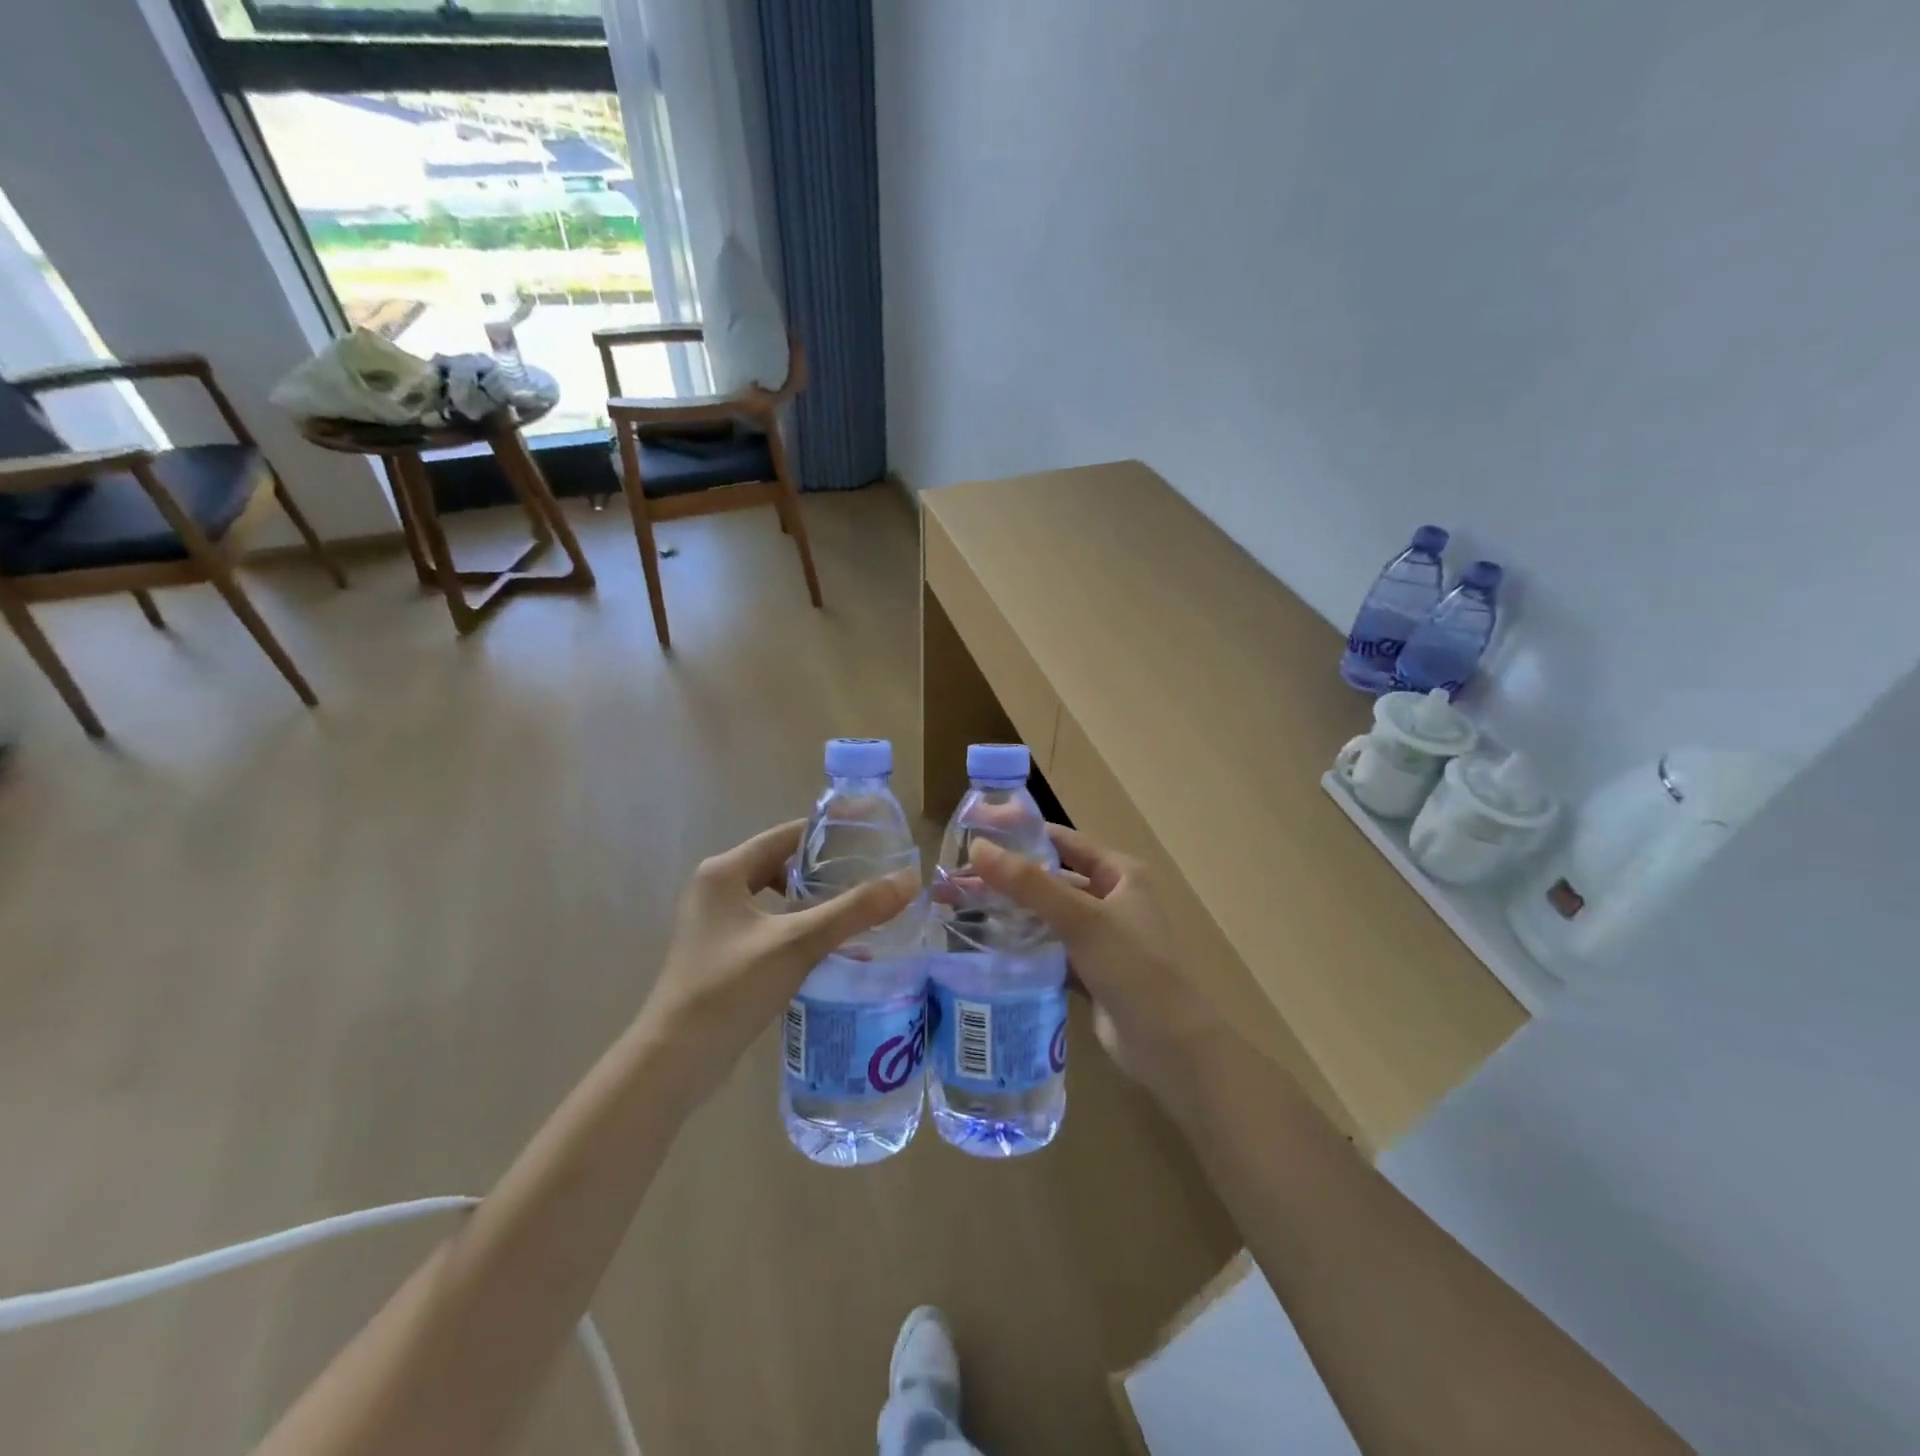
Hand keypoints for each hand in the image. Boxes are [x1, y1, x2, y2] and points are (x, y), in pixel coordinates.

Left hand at [636, 820, 916, 1090]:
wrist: (676, 1059)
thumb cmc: (730, 988)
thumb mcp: (796, 943)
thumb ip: (853, 910)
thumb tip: (908, 881)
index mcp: (725, 871)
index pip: (787, 835)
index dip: (830, 833)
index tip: (872, 836)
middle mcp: (716, 888)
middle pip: (782, 863)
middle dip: (825, 868)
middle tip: (870, 874)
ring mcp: (715, 922)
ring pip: (775, 895)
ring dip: (812, 899)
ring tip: (854, 907)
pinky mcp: (721, 951)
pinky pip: (768, 923)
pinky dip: (797, 924)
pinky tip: (825, 943)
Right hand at [970, 826, 1226, 1107]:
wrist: (1170, 1047)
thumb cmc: (1133, 968)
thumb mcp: (1081, 919)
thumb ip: (1029, 884)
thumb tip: (979, 847)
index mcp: (1120, 873)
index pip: (1062, 841)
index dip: (1020, 833)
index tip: (974, 833)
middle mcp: (1110, 898)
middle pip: (1049, 878)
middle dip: (1005, 877)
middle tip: (954, 878)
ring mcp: (1099, 937)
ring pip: (1045, 915)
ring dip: (1008, 911)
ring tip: (957, 908)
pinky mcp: (1088, 971)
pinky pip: (1048, 948)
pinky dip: (1021, 944)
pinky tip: (984, 945)